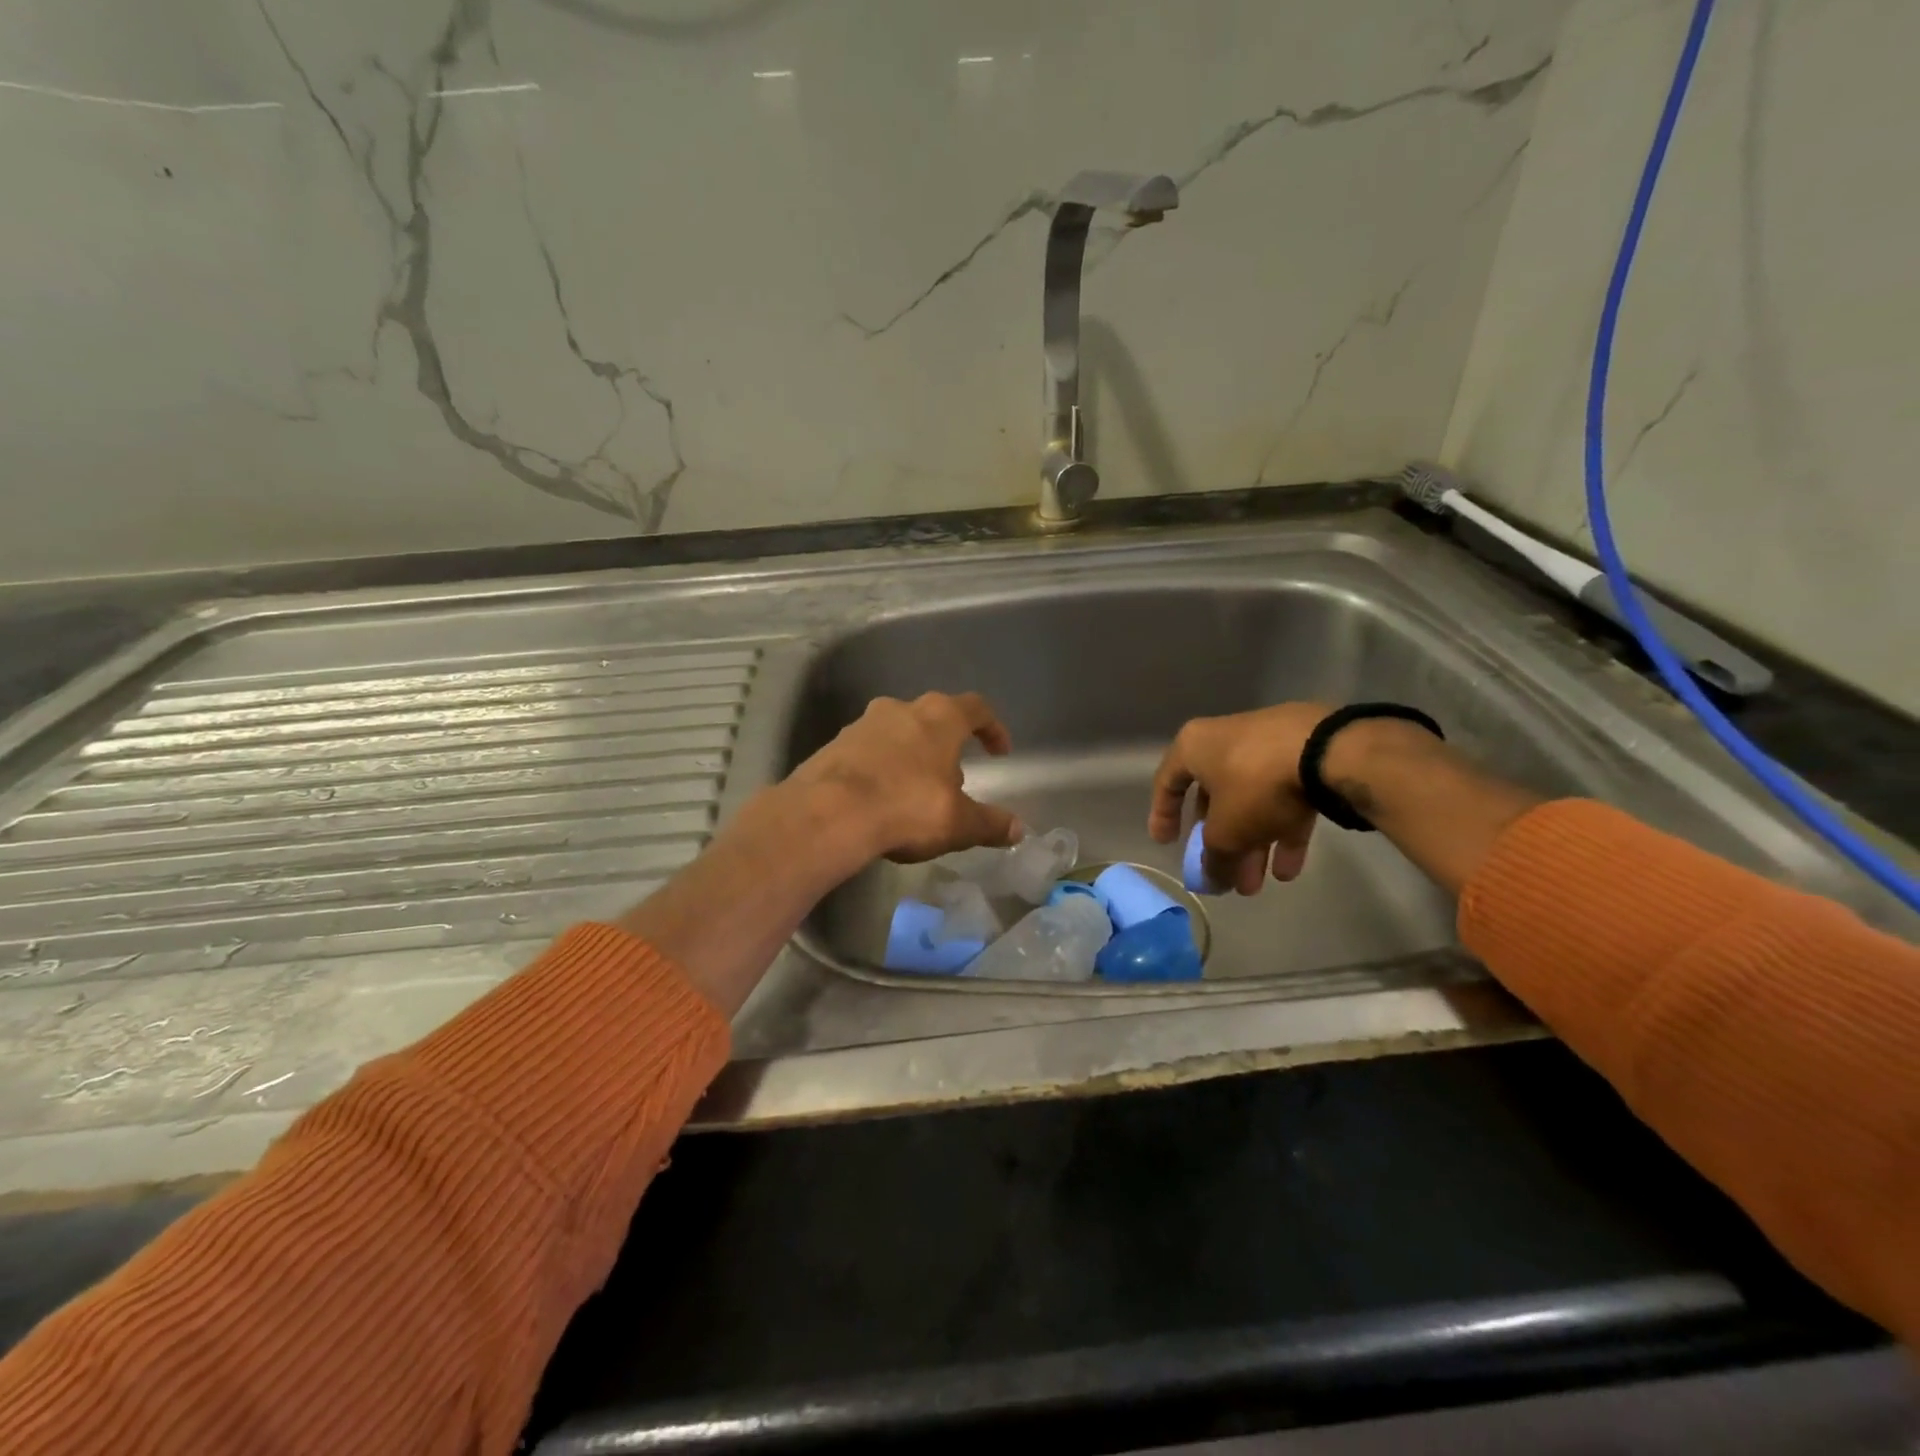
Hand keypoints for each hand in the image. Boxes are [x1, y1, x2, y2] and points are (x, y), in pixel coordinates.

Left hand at [784, 692, 1020, 866]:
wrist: (828, 814)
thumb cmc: (907, 807)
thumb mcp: (958, 823)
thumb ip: (990, 824)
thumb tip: (1017, 830)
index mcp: (939, 717)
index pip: (976, 708)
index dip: (992, 728)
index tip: (999, 752)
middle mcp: (900, 709)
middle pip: (933, 719)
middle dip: (946, 747)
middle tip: (953, 782)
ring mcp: (862, 724)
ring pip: (897, 734)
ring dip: (911, 757)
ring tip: (914, 795)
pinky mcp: (832, 745)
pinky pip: (867, 753)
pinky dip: (880, 770)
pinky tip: (879, 802)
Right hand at [1147, 703, 1334, 892]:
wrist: (1330, 751)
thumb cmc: (1255, 784)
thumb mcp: (1226, 832)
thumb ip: (1214, 859)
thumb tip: (1211, 880)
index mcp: (1194, 746)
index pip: (1168, 783)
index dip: (1163, 816)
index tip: (1167, 845)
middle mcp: (1225, 740)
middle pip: (1215, 798)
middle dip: (1220, 844)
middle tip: (1225, 876)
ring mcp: (1267, 745)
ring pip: (1251, 801)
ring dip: (1251, 844)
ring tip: (1257, 886)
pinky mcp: (1305, 754)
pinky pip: (1284, 796)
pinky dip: (1281, 829)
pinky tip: (1289, 868)